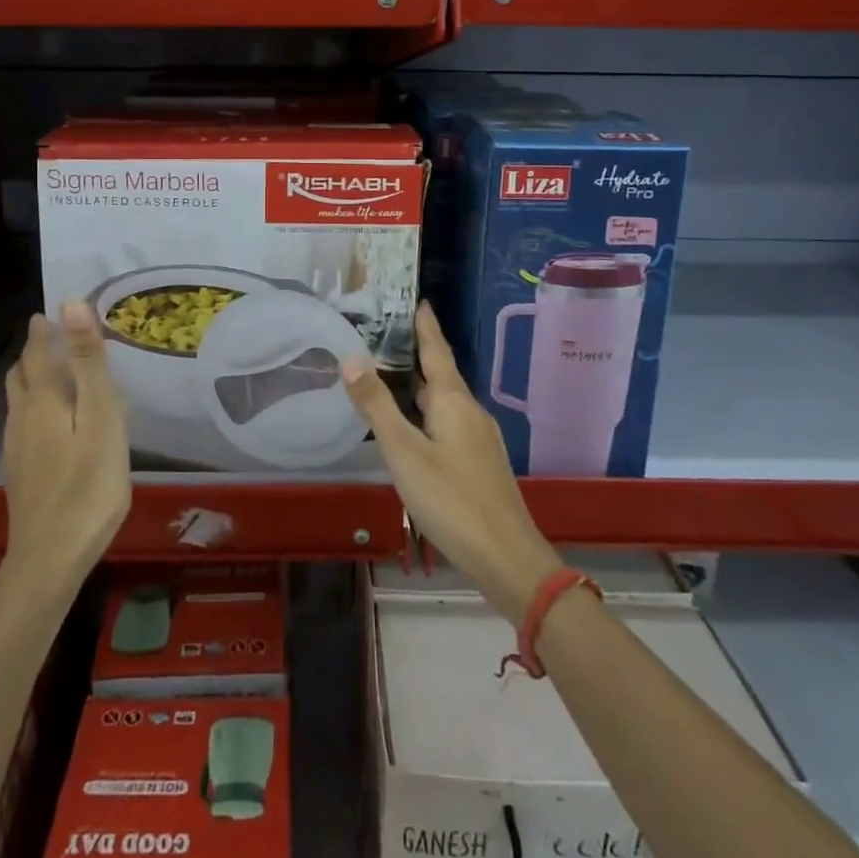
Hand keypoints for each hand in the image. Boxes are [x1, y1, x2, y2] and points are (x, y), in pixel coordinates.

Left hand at [1, 302, 131, 589]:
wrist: (51, 558)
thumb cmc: (88, 484)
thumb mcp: (100, 417)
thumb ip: (88, 362)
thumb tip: (70, 303)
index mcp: (43, 400)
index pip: (36, 351)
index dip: (44, 329)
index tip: (53, 311)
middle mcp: (22, 418)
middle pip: (22, 375)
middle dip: (35, 351)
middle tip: (57, 336)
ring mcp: (17, 448)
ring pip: (19, 401)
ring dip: (33, 378)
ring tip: (56, 372)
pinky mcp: (21, 473)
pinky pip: (23, 423)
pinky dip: (35, 406)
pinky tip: (53, 423)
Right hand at [344, 303, 560, 619]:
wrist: (507, 557)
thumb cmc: (451, 499)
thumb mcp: (404, 452)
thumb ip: (376, 406)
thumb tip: (351, 357)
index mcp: (454, 401)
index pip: (437, 351)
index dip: (426, 326)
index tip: (419, 300)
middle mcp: (470, 412)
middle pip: (441, 375)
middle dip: (417, 356)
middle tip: (387, 339)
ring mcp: (479, 439)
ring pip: (445, 403)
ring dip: (421, 388)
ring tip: (393, 379)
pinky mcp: (481, 463)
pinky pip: (450, 424)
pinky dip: (428, 415)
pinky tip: (413, 430)